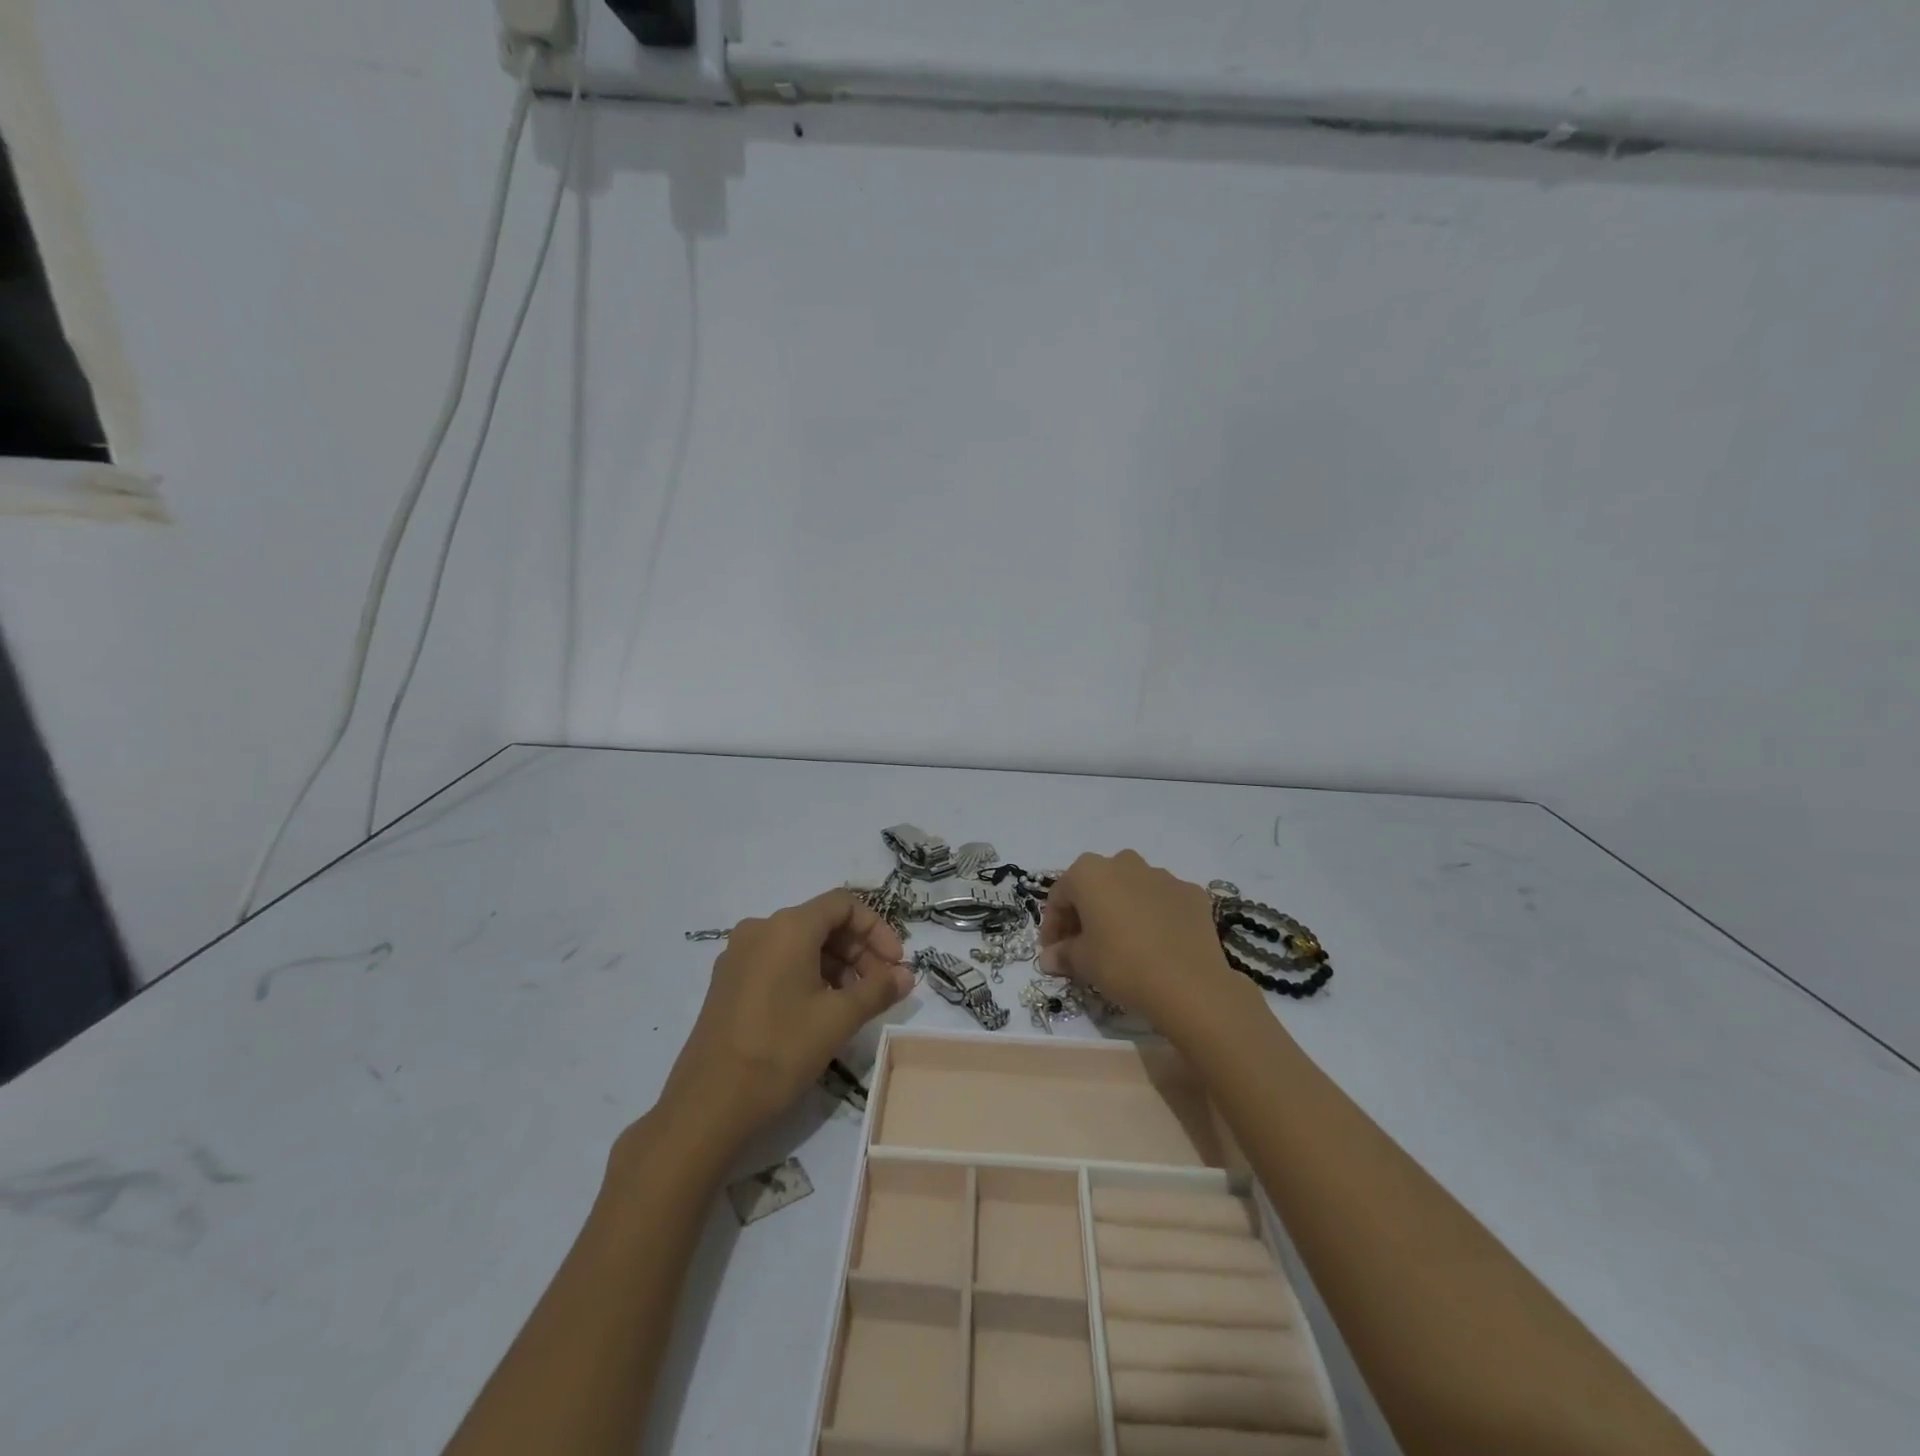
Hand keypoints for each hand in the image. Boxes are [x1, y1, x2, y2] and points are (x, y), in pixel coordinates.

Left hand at [656, 891, 913, 1150]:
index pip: (843, 904)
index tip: (895, 964)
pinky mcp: (728, 981)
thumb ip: (878, 989)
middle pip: (822, 923)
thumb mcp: (838, 1019)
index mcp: (788, 927)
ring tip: (854, 1004)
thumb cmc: (780, 1050)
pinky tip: (820, 1011)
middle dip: (859, 950)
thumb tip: (906, 975)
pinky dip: (808, 975)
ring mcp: (739, 955)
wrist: (708, 1103)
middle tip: (881, 988)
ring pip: (800, 944)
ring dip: (836, 966)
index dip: (876, 929)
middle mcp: (760, 929)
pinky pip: (778, 962)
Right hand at [1039, 851, 1249, 1032]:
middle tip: (1084, 945)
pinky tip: (1156, 944)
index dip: (1053, 924)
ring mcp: (1162, 875)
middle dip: (1086, 912)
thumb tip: (1049, 957)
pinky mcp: (1191, 892)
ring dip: (1121, 909)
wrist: (1190, 984)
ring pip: (1131, 888)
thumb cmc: (1122, 965)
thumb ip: (1063, 953)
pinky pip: (1163, 900)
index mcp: (1089, 873)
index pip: (1060, 895)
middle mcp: (1124, 863)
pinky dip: (1154, 915)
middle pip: (1096, 885)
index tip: (1053, 951)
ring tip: (1123, 943)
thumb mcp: (1083, 962)